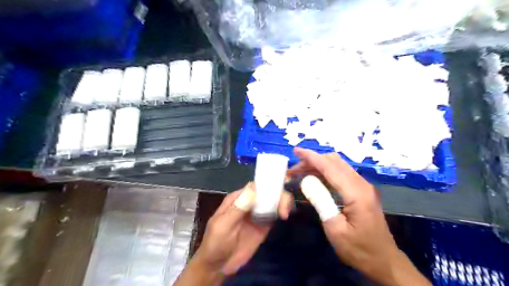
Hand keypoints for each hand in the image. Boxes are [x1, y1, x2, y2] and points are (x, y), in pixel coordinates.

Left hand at [193, 183, 292, 274]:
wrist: (218, 266)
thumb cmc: (215, 242)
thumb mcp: (223, 225)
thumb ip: (238, 208)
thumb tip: (253, 190)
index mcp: (237, 199)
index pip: (254, 186)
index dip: (267, 184)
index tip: (277, 189)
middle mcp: (249, 202)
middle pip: (266, 191)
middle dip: (278, 194)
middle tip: (283, 207)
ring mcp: (257, 213)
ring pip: (273, 201)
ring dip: (282, 202)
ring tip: (285, 213)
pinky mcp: (264, 225)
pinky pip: (274, 213)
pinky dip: (282, 211)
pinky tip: (284, 216)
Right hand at [290, 148, 427, 285]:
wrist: (383, 261)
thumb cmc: (358, 249)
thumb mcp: (335, 229)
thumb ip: (321, 202)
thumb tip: (306, 181)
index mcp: (356, 193)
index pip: (330, 167)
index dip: (312, 157)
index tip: (296, 150)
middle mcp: (362, 184)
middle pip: (334, 162)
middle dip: (313, 161)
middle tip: (294, 170)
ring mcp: (363, 186)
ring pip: (338, 165)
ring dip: (318, 165)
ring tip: (301, 172)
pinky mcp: (361, 190)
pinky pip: (341, 173)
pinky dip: (326, 172)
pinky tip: (315, 178)